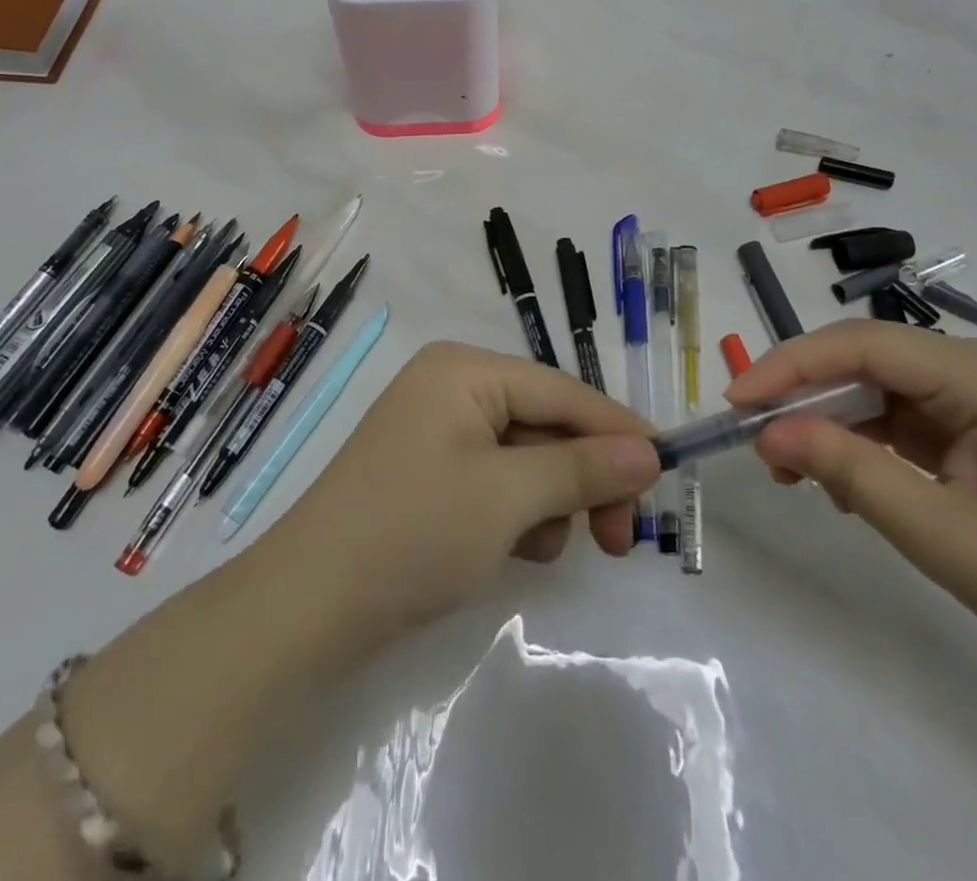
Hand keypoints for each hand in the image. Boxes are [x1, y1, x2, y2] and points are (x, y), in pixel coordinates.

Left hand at [261, 340, 660, 650]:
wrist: (308, 608)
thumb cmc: (412, 533)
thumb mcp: (507, 498)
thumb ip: (582, 468)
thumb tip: (651, 453)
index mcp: (464, 370)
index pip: (562, 390)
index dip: (617, 430)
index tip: (668, 471)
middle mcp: (452, 386)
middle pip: (547, 422)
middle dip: (583, 477)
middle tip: (619, 539)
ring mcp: (438, 430)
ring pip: (527, 457)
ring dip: (548, 502)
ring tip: (538, 548)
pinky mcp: (431, 473)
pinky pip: (497, 481)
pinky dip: (516, 514)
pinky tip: (509, 550)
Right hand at [728, 320, 976, 680]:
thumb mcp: (940, 532)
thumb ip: (849, 471)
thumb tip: (768, 432)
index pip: (862, 345)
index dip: (790, 365)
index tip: (736, 401)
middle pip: (866, 359)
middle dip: (806, 397)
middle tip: (760, 444)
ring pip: (878, 386)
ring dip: (832, 423)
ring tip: (799, 475)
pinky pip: (902, 414)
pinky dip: (865, 441)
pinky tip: (848, 481)